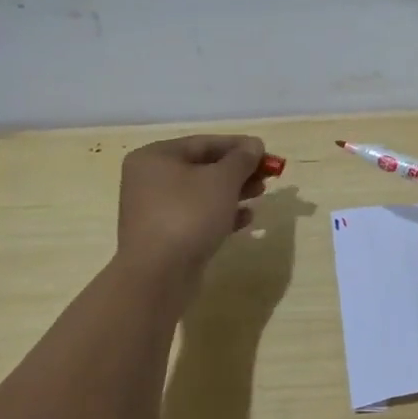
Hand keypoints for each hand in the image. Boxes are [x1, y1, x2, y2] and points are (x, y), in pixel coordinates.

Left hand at [116, 134, 267, 291]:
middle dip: (238, 171)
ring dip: (233, 192)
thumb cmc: (189, 215)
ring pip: (202, 193)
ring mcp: (156, 210)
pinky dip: (221, 214)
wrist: (158, 275)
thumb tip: (254, 145)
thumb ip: (241, 159)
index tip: (266, 153)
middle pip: (203, 167)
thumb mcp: (222, 180)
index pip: (204, 143)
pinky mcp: (165, 236)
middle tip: (267, 176)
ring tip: (260, 195)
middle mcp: (150, 180)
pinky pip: (197, 217)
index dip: (239, 146)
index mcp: (156, 157)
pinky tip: (246, 219)